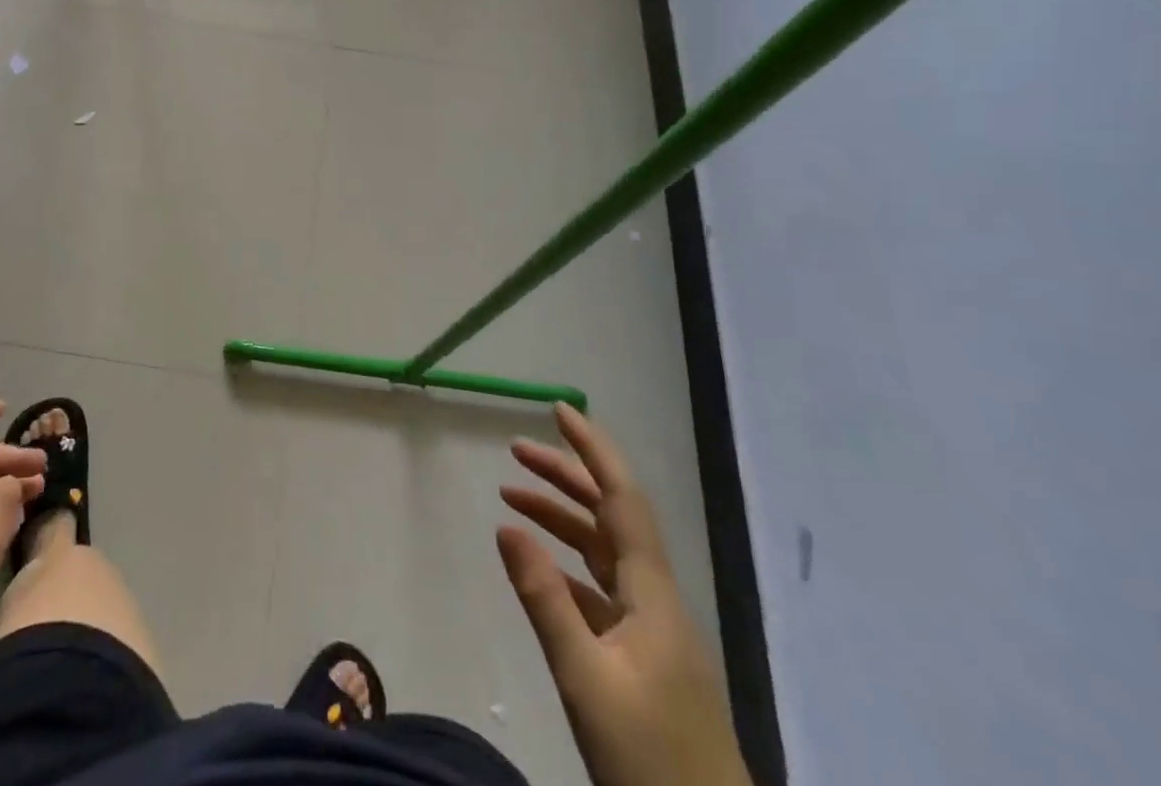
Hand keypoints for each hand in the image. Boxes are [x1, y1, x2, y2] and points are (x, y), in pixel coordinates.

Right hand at [498, 403, 751, 785]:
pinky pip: (601, 588)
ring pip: (603, 550)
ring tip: (511, 496)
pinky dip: (567, 564)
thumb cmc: (652, 764)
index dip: (593, 449)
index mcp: (651, 594)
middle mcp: (655, 598)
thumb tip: (506, 526)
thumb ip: (544, 600)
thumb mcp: (587, 681)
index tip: (560, 410)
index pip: (622, 499)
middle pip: (610, 515)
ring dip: (561, 517)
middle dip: (566, 475)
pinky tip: (539, 567)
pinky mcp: (644, 658)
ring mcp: (652, 629)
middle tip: (516, 448)